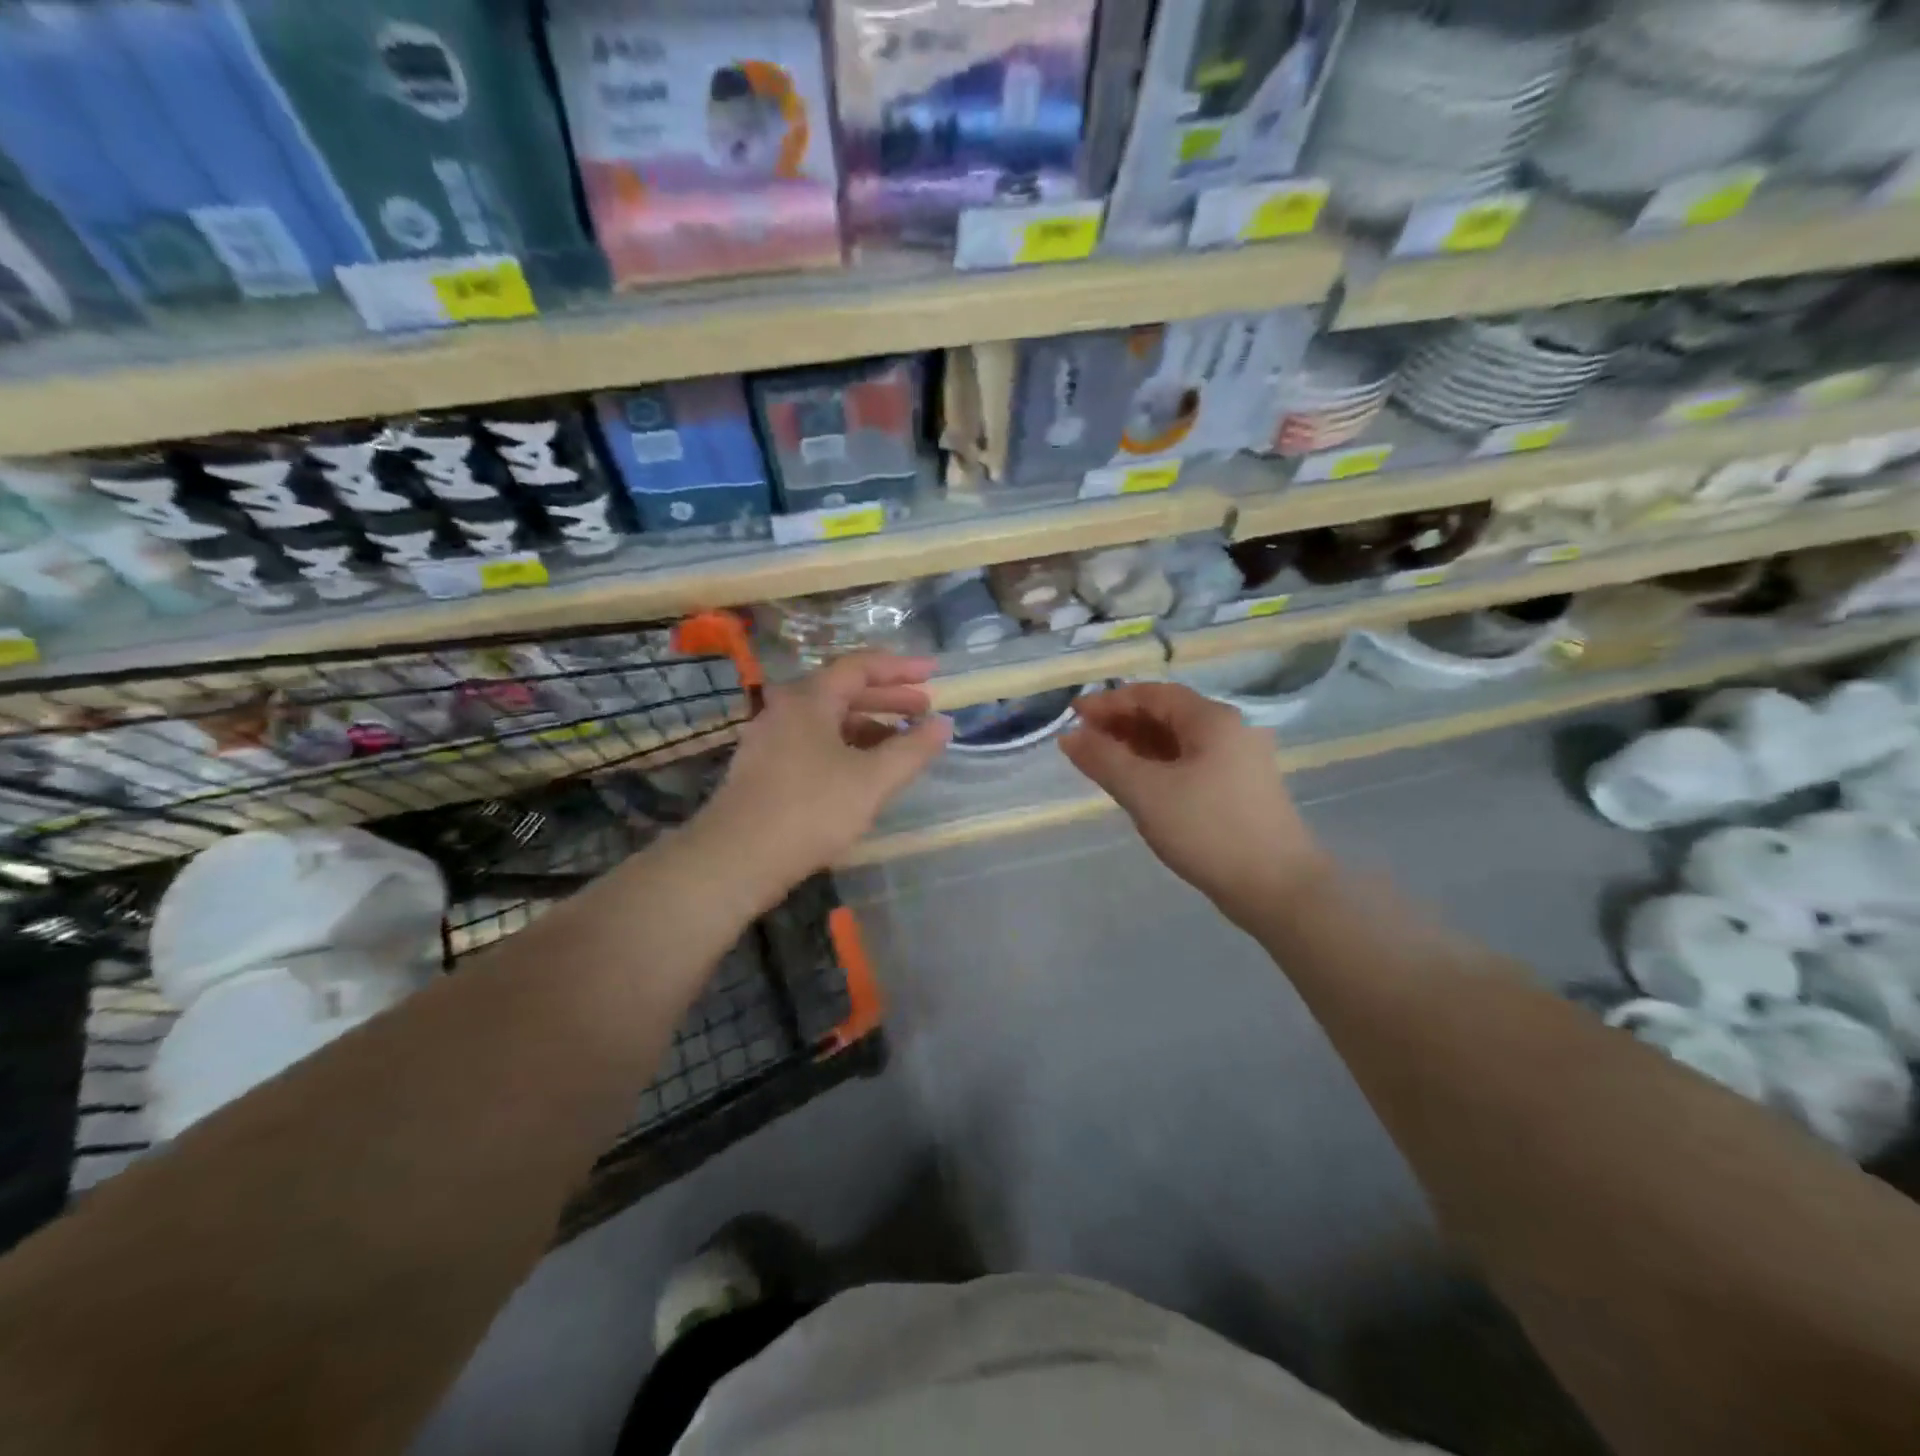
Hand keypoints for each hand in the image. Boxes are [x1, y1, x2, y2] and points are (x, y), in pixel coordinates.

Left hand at [696, 653, 950, 906]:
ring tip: (902, 743)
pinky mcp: (766, 768)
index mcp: (809, 699)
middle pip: (844, 690)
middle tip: (924, 708)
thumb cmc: (810, 810)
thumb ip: (912, 749)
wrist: (736, 858)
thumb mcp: (872, 780)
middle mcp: (786, 709)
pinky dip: (846, 746)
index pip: (861, 666)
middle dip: (888, 698)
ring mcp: (771, 739)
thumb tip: (943, 724)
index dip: (901, 668)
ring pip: (829, 719)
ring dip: (869, 725)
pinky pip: (814, 742)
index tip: (934, 674)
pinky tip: (864, 771)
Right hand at [1060, 683, 1326, 925]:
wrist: (1278, 888)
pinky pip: (1190, 763)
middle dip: (1122, 723)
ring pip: (1178, 741)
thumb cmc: (1207, 830)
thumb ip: (1104, 759)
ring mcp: (1239, 760)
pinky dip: (1158, 766)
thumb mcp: (1145, 792)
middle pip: (1166, 714)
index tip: (1074, 716)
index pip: (1152, 694)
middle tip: (1084, 741)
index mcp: (1212, 719)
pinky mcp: (1239, 789)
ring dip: (1138, 745)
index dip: (1109, 702)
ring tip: (1103, 762)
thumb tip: (1070, 736)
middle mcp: (1230, 730)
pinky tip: (1138, 784)